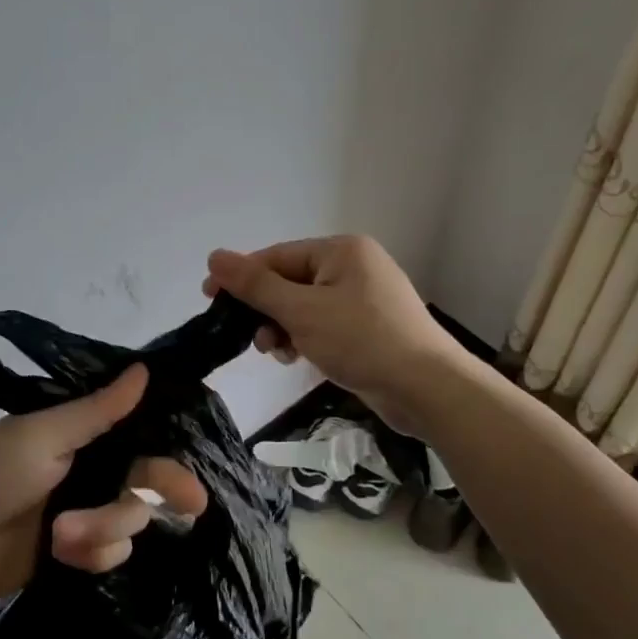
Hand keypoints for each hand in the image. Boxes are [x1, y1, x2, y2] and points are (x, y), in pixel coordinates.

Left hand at [0, 365, 208, 604]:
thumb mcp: (43, 435)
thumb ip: (97, 409)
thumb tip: (144, 369)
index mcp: (83, 434)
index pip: (140, 434)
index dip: (169, 449)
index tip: (196, 460)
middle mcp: (92, 470)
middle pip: (146, 479)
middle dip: (163, 490)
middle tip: (192, 506)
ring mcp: (86, 512)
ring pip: (130, 520)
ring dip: (103, 528)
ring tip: (62, 535)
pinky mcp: (77, 552)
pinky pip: (111, 554)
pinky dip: (92, 554)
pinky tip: (63, 553)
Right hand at [203, 235, 464, 435]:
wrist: (427, 388)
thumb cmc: (362, 340)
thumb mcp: (301, 311)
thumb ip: (256, 285)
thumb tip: (214, 256)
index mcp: (341, 250)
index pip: (277, 257)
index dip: (241, 278)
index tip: (210, 300)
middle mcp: (354, 266)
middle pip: (290, 281)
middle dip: (266, 311)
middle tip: (254, 340)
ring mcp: (364, 297)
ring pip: (305, 306)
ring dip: (284, 328)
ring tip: (279, 353)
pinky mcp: (370, 327)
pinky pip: (324, 324)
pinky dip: (306, 338)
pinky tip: (299, 359)